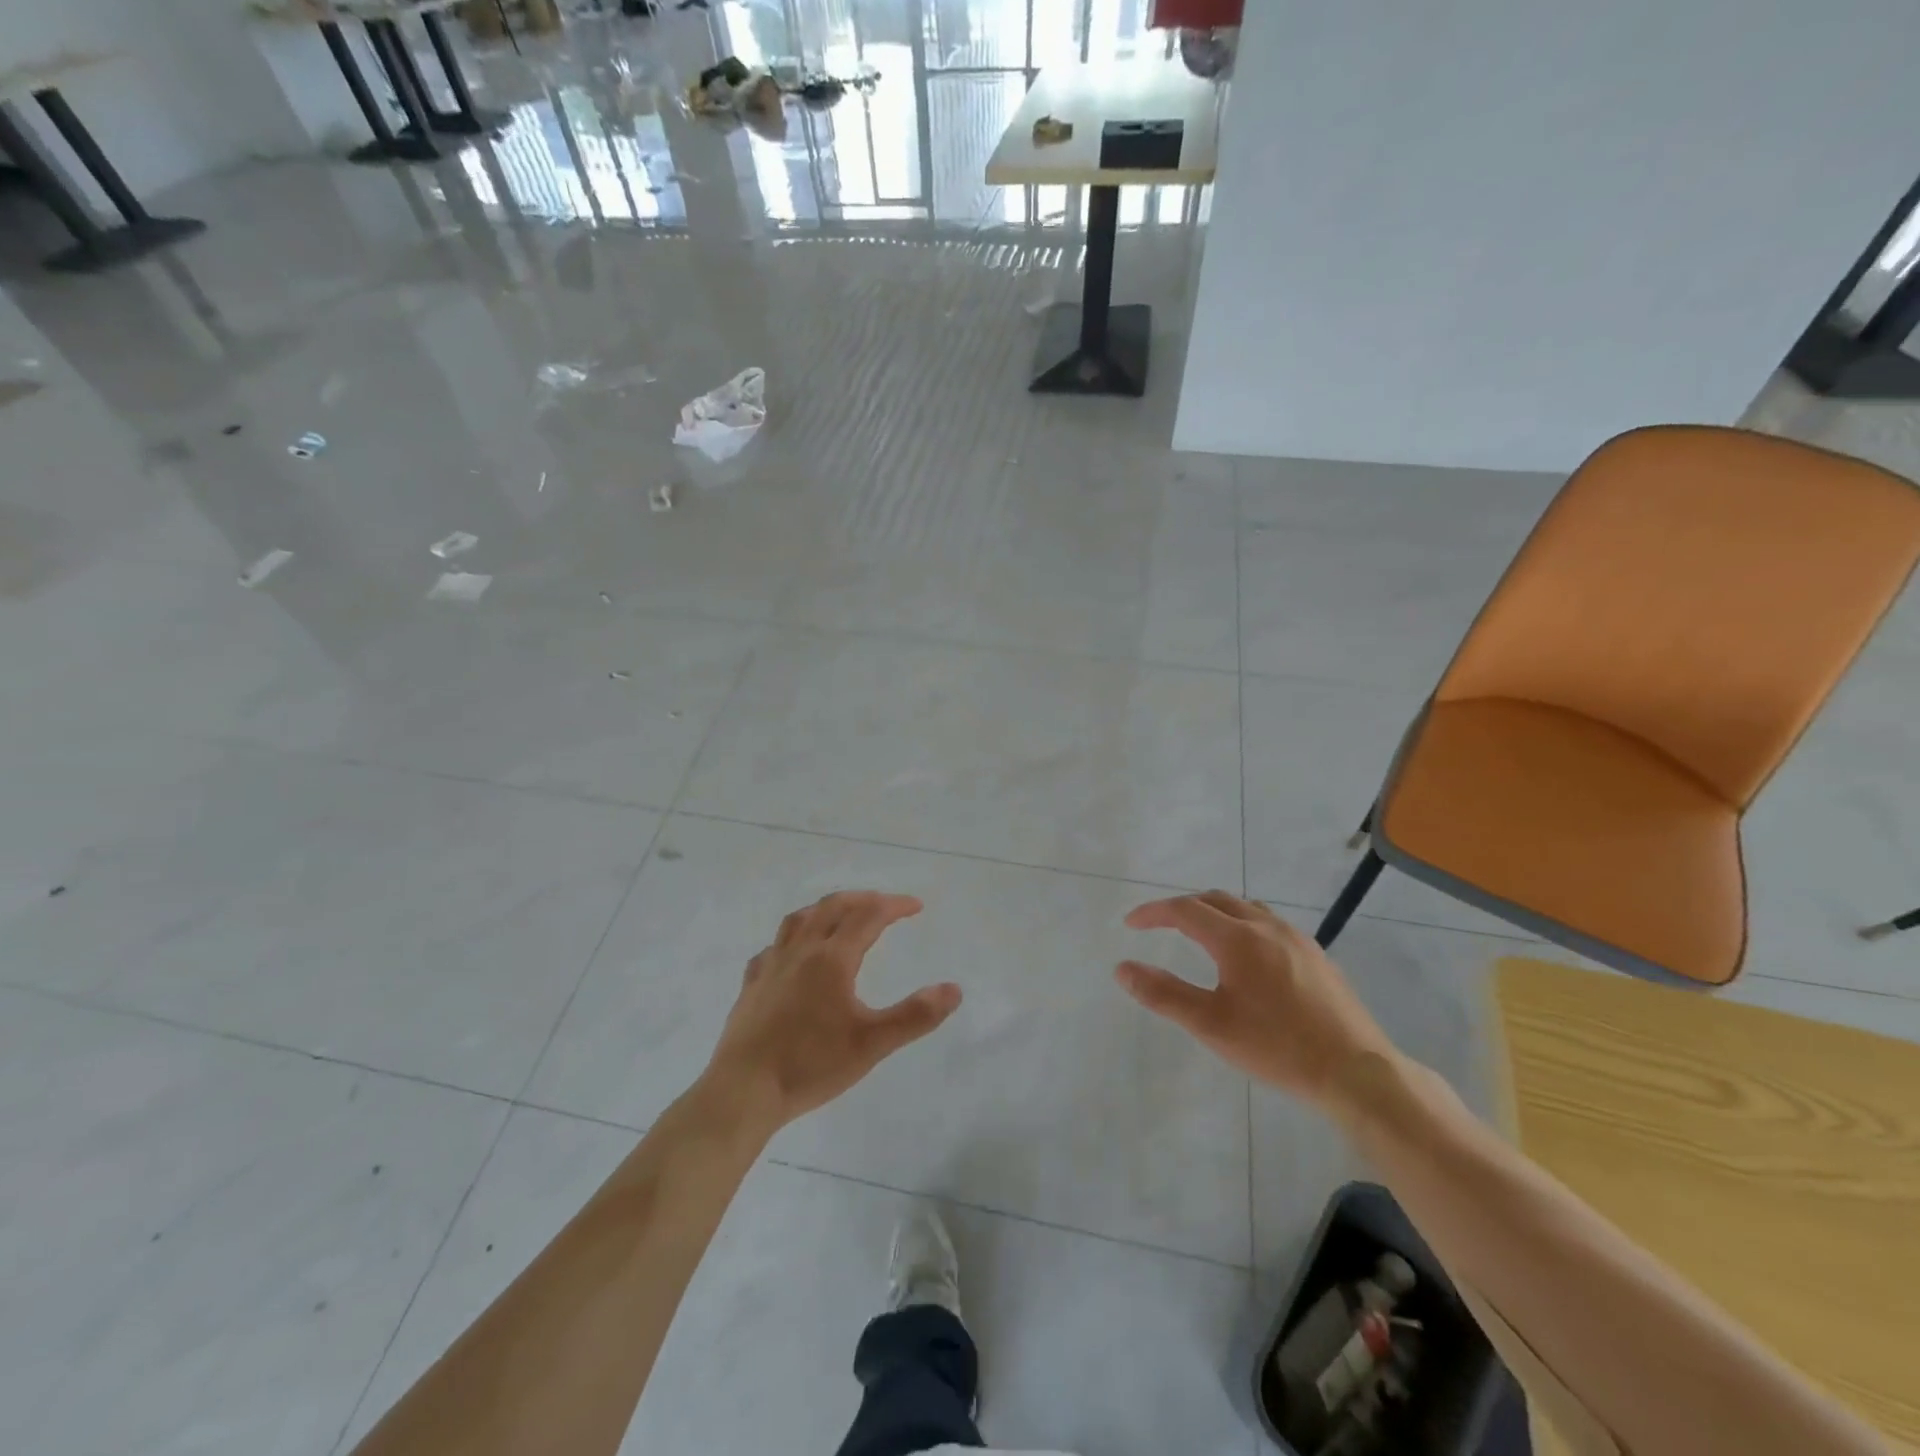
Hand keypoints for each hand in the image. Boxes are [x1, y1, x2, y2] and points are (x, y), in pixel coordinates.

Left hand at [703, 891, 961, 1131]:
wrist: (743, 1091)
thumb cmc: (810, 1065)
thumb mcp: (872, 1044)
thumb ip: (915, 1015)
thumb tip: (953, 989)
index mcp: (832, 959)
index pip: (868, 916)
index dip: (894, 906)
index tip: (916, 906)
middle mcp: (801, 951)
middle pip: (832, 907)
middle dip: (862, 899)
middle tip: (883, 904)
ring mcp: (771, 966)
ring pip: (798, 920)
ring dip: (825, 909)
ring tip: (839, 915)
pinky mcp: (751, 985)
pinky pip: (773, 947)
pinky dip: (791, 939)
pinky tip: (792, 954)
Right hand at [1116, 891, 1396, 1108]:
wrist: (1357, 1072)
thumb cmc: (1277, 1047)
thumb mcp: (1210, 1025)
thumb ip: (1163, 994)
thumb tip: (1122, 969)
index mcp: (1237, 939)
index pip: (1185, 910)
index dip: (1153, 912)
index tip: (1130, 924)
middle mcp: (1266, 927)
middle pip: (1216, 900)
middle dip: (1183, 907)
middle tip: (1160, 925)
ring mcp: (1296, 938)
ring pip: (1246, 908)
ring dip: (1215, 912)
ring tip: (1199, 934)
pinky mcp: (1316, 955)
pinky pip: (1269, 923)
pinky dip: (1242, 924)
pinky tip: (1245, 956)